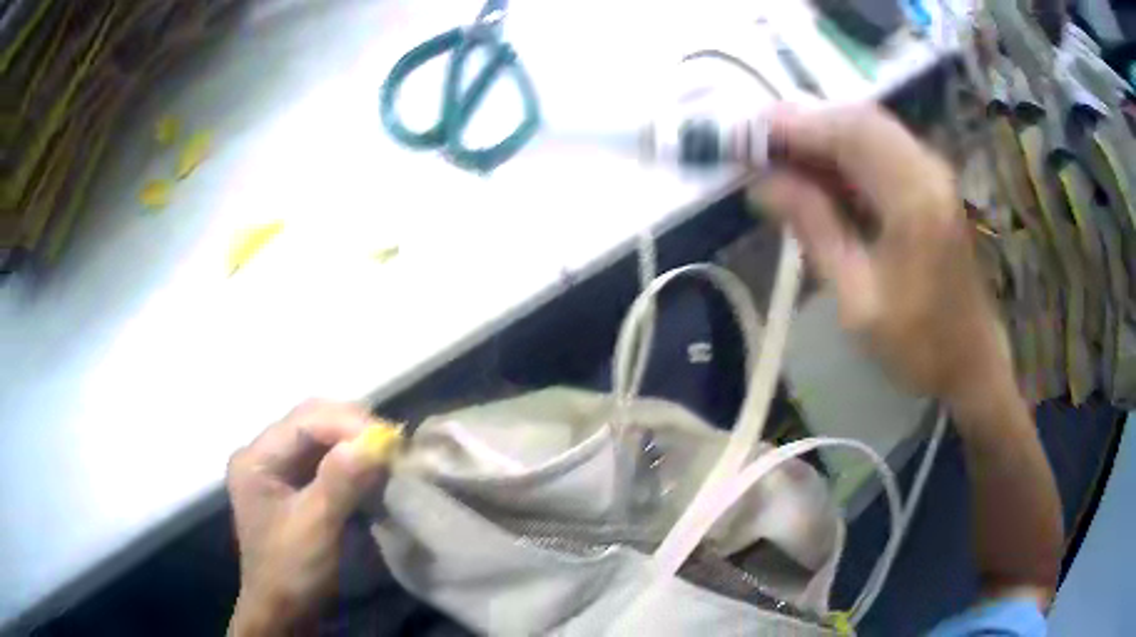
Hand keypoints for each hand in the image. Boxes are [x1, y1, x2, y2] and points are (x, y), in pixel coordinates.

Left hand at [226, 400, 400, 635]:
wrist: (284, 611)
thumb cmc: (292, 570)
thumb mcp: (315, 527)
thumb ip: (340, 481)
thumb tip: (375, 440)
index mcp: (256, 458)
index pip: (303, 422)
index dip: (346, 423)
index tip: (388, 439)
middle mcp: (263, 454)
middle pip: (310, 422)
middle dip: (351, 427)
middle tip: (391, 442)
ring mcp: (278, 468)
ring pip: (320, 438)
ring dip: (353, 441)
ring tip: (386, 452)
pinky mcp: (294, 485)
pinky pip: (325, 459)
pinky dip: (351, 460)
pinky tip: (371, 467)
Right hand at [750, 104, 1011, 406]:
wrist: (972, 359)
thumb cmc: (917, 344)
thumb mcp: (857, 300)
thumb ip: (815, 231)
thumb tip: (763, 184)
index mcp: (914, 199)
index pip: (848, 135)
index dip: (794, 127)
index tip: (746, 134)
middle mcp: (928, 169)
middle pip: (858, 119)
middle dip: (805, 123)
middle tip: (758, 144)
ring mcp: (934, 171)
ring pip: (869, 126)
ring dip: (824, 134)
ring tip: (781, 155)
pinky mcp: (932, 181)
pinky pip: (882, 145)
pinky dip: (845, 148)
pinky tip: (820, 169)